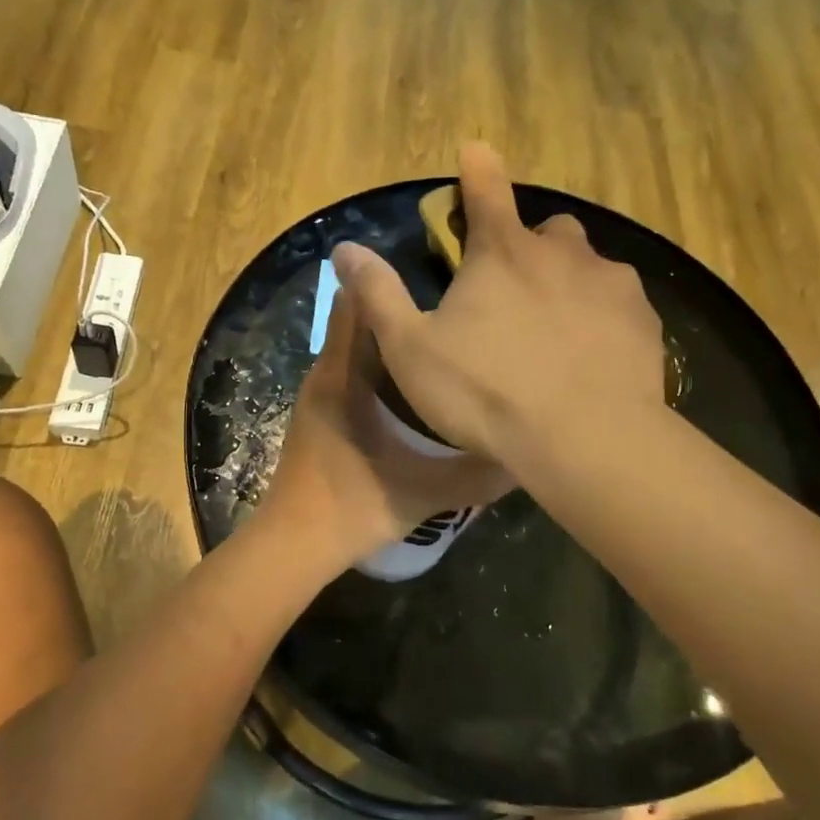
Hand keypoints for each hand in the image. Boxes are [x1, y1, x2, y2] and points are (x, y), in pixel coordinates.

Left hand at [258, 287, 514, 572]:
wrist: (294, 546)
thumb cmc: (354, 506)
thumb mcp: (427, 491)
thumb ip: (478, 472)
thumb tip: (525, 455)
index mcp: (345, 376)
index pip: (359, 303)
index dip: (391, 281)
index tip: (438, 273)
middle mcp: (328, 374)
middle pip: (362, 320)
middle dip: (403, 307)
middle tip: (455, 306)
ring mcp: (322, 395)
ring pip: (359, 348)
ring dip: (395, 338)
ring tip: (445, 337)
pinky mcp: (324, 415)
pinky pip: (355, 372)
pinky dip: (384, 365)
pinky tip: (421, 383)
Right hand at [331, 143, 666, 465]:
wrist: (584, 438)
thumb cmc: (486, 392)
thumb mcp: (411, 349)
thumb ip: (378, 294)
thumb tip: (344, 248)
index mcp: (501, 253)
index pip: (485, 190)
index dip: (477, 168)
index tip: (476, 149)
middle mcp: (561, 252)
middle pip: (547, 230)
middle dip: (531, 247)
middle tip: (517, 291)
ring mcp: (609, 283)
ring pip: (589, 265)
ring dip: (570, 283)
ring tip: (558, 332)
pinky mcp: (644, 318)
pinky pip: (619, 303)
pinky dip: (603, 318)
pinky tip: (593, 357)